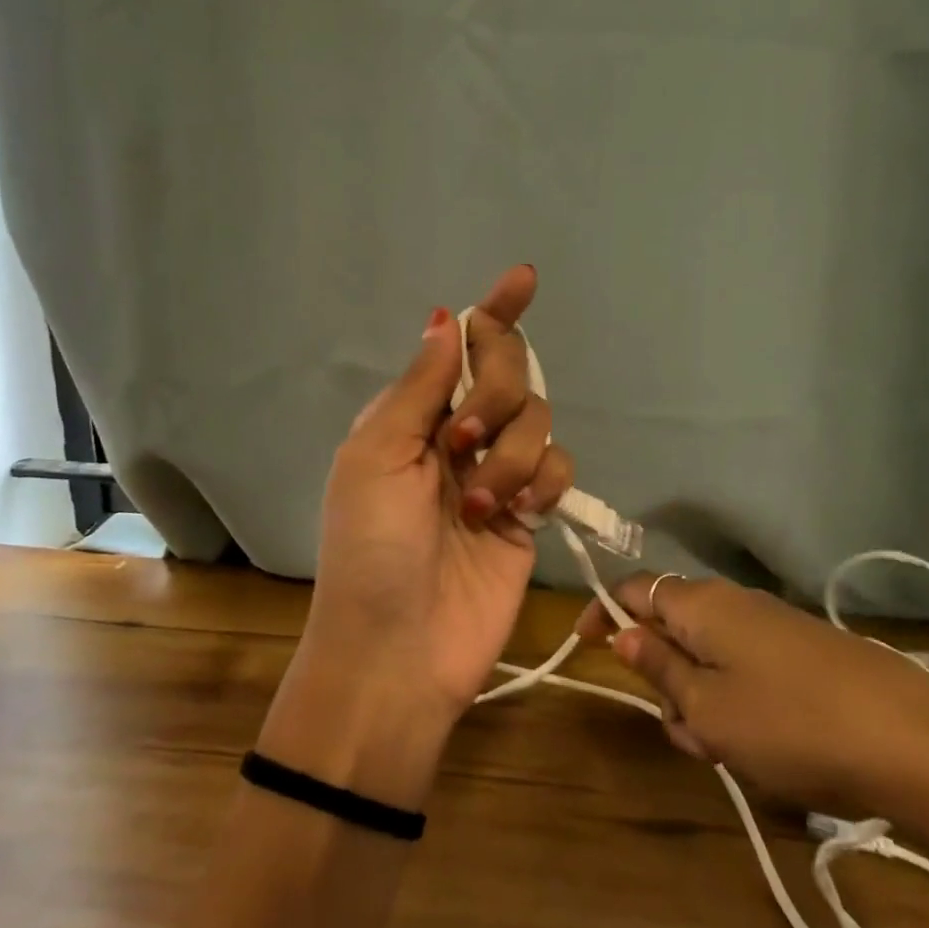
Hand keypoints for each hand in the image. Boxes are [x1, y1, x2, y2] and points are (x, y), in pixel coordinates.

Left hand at [258, 266, 573, 807]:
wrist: (398, 651)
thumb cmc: (370, 549)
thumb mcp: (377, 457)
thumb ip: (420, 387)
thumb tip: (444, 317)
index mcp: (414, 415)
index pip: (461, 347)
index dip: (493, 311)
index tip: (523, 277)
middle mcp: (459, 435)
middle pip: (510, 373)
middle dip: (497, 394)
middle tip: (463, 439)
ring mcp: (498, 474)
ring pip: (538, 421)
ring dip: (510, 457)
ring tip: (477, 507)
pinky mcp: (531, 513)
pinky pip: (558, 466)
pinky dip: (541, 482)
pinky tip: (518, 516)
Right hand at [577, 575, 928, 828]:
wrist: (920, 747)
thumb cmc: (791, 725)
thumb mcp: (707, 708)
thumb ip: (660, 668)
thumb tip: (622, 631)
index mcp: (701, 603)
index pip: (632, 589)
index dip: (602, 613)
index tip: (585, 647)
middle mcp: (736, 602)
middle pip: (674, 628)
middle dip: (663, 677)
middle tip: (683, 730)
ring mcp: (777, 627)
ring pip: (712, 656)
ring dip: (702, 700)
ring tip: (728, 750)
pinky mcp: (810, 655)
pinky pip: (749, 670)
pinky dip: (739, 703)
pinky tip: (767, 747)